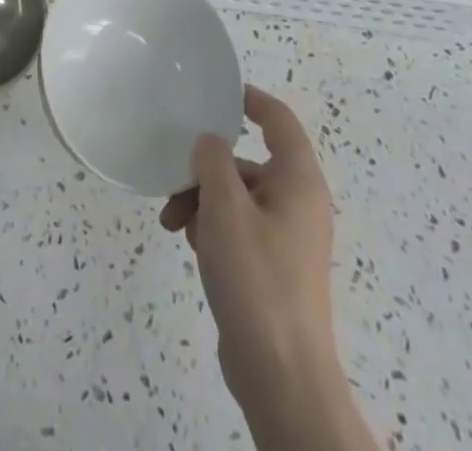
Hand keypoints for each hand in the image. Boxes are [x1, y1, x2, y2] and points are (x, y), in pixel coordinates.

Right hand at [161, 85, 339, 410]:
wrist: (281, 377)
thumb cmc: (257, 278)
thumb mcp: (225, 207)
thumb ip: (213, 160)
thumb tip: (210, 142)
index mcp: (298, 181)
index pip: (279, 120)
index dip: (251, 100)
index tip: (217, 93)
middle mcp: (298, 203)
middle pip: (248, 162)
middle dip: (206, 168)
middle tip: (174, 182)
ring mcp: (286, 238)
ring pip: (237, 197)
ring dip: (202, 201)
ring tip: (172, 224)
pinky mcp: (272, 268)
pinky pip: (238, 228)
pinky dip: (212, 227)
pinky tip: (189, 244)